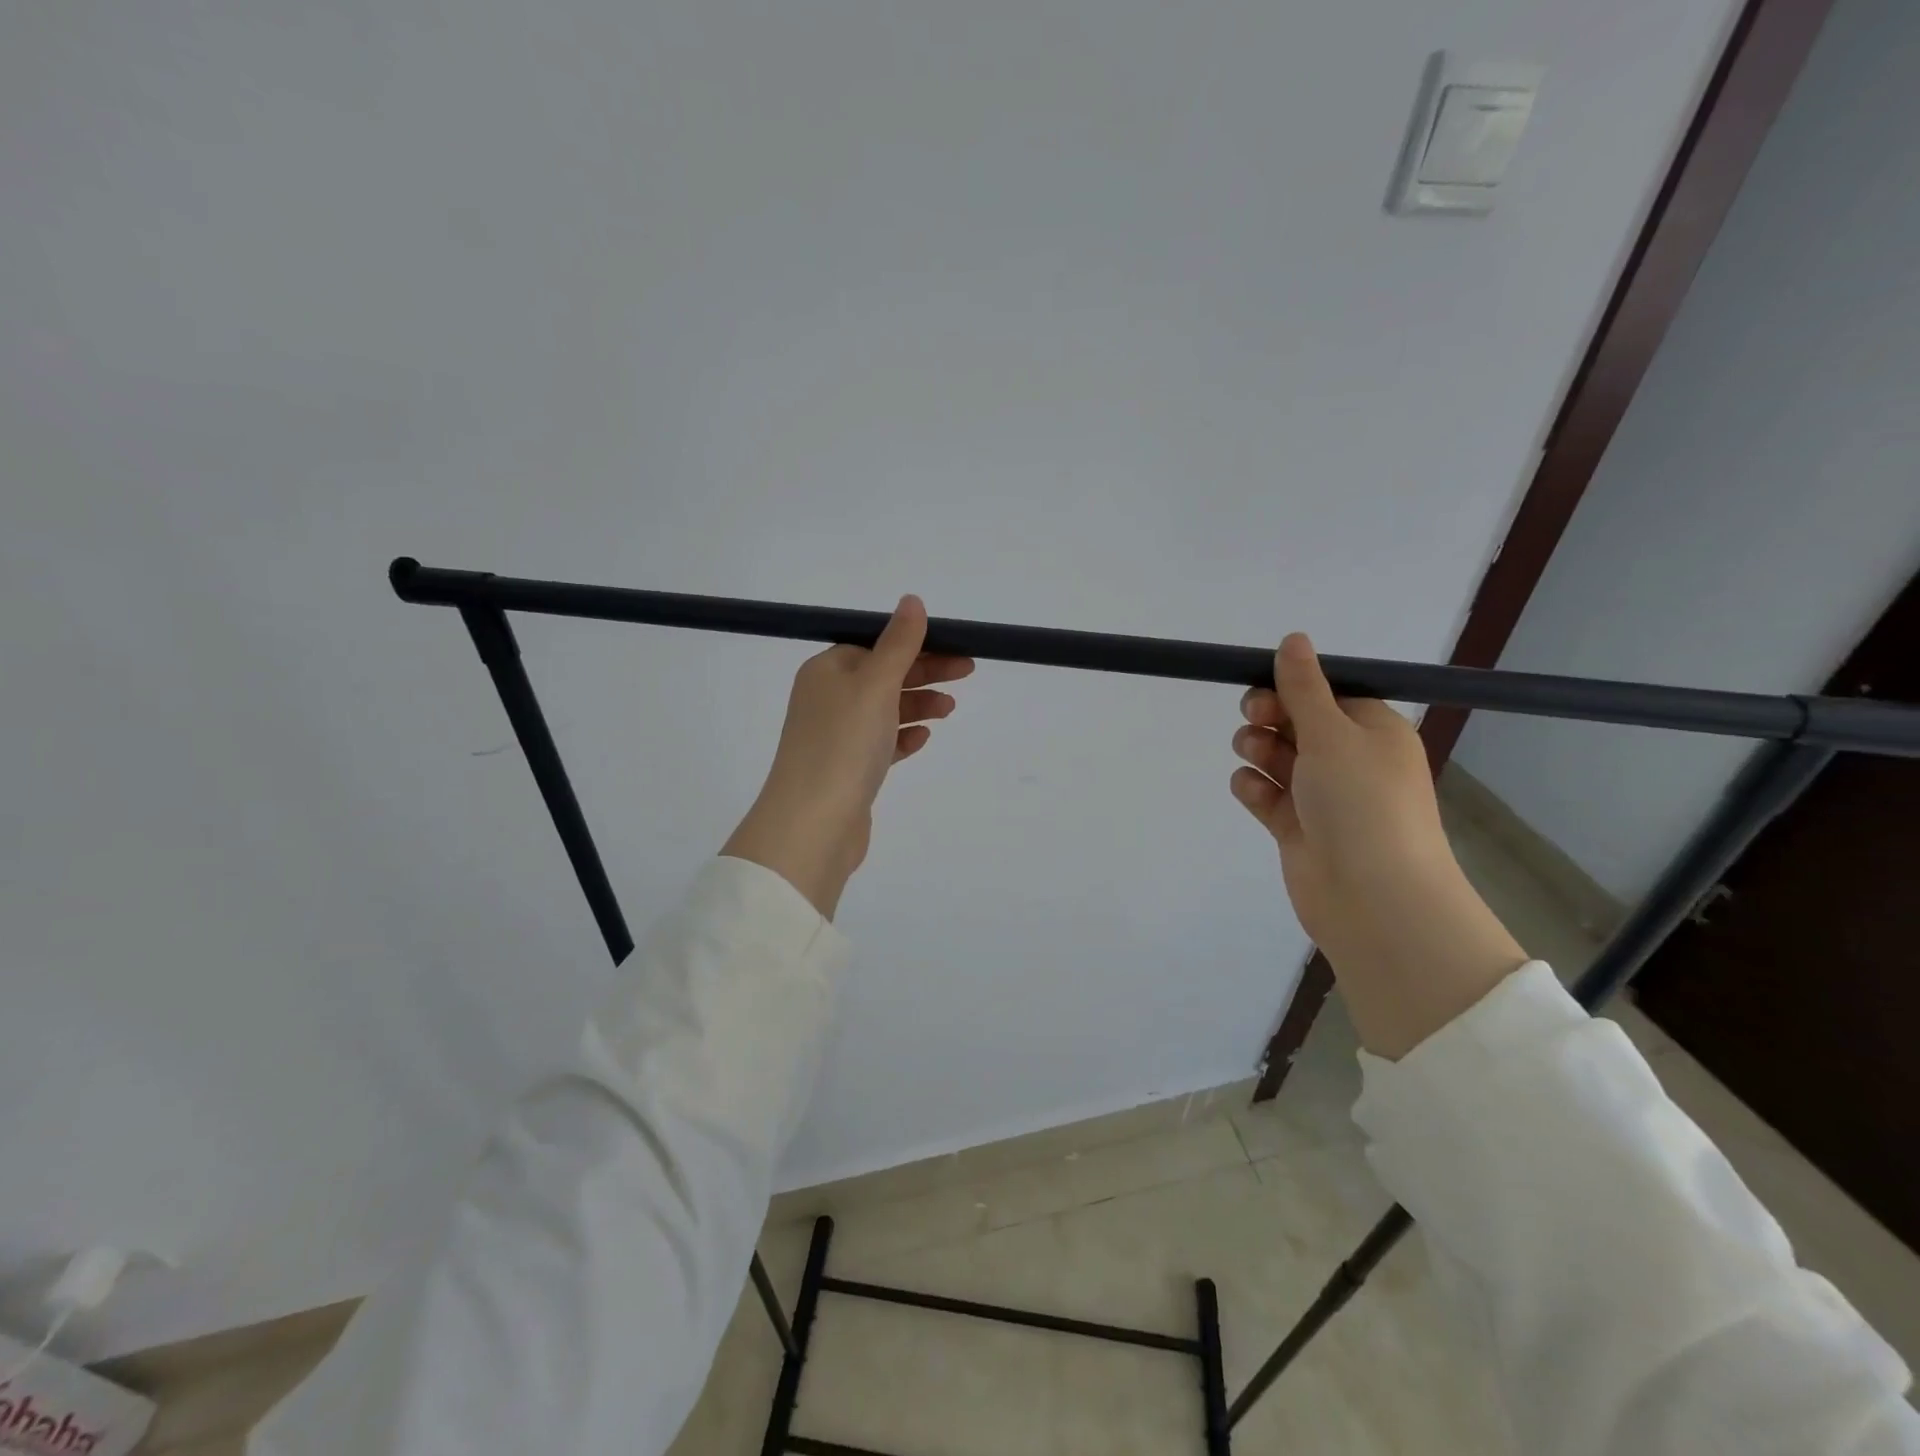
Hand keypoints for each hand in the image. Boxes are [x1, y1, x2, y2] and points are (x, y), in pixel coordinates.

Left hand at [723, 596, 972, 918]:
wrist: (813, 824)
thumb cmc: (844, 744)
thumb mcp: (875, 684)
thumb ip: (898, 644)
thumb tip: (912, 600)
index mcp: (827, 670)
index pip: (876, 645)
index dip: (916, 645)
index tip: (956, 650)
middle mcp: (827, 699)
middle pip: (883, 675)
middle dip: (924, 673)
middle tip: (966, 674)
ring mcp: (836, 737)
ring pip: (884, 710)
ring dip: (918, 705)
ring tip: (949, 711)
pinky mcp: (847, 770)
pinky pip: (880, 743)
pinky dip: (903, 737)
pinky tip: (923, 738)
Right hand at [1230, 633, 1527, 1057]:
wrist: (1371, 897)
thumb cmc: (1362, 803)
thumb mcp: (1333, 733)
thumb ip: (1304, 687)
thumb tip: (1293, 639)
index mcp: (1373, 731)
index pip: (1328, 694)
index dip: (1292, 686)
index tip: (1262, 685)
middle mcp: (1350, 760)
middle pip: (1297, 723)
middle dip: (1269, 717)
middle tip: (1254, 719)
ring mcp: (1322, 796)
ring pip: (1277, 757)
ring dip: (1258, 750)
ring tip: (1252, 755)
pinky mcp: (1297, 827)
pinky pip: (1267, 794)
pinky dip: (1254, 788)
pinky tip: (1250, 790)